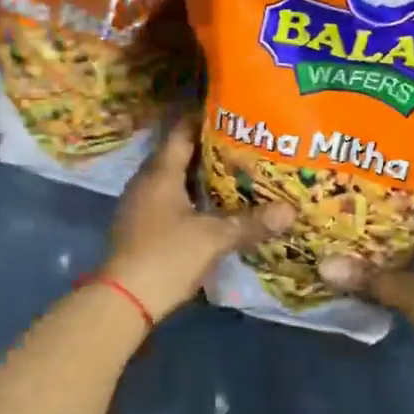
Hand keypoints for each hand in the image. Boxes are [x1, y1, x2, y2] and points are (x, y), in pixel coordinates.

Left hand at [104, 117, 293, 323]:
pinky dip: (187, 197)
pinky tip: (209, 207)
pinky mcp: (138, 226)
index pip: (181, 132)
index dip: (202, 119)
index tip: (230, 113)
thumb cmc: (166, 256)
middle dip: (206, 148)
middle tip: (241, 144)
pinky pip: (166, 199)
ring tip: (231, 173)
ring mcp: (138, 204)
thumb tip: (290, 211)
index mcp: (160, 173)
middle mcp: (145, 181)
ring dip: (197, 175)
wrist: (123, 299)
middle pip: (177, 154)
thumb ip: (250, 223)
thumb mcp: (213, 238)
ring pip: (171, 179)